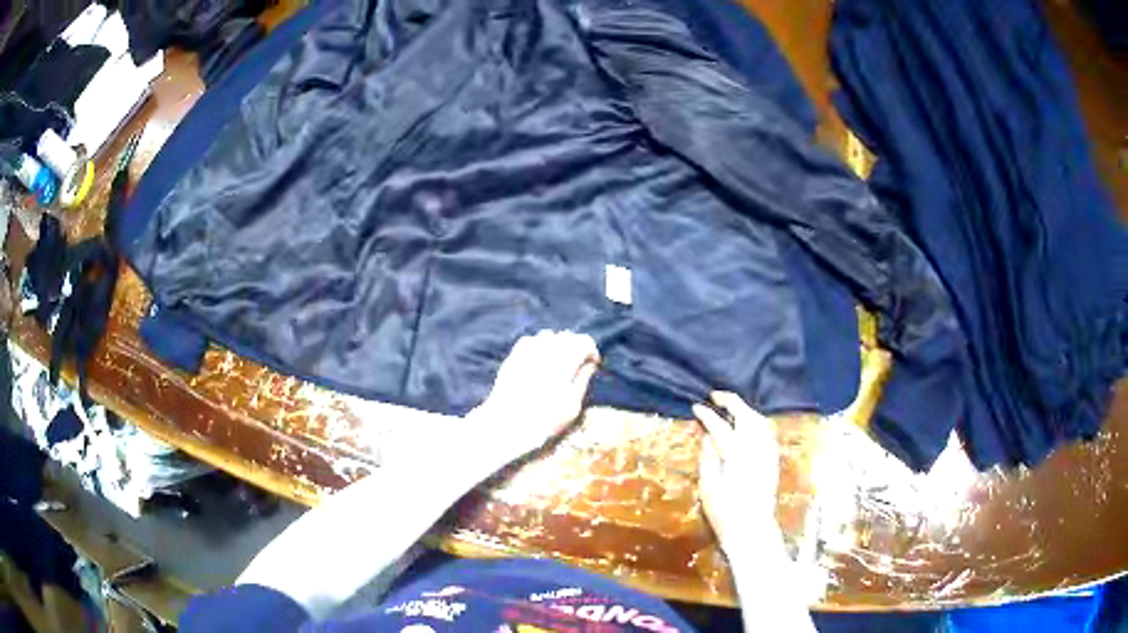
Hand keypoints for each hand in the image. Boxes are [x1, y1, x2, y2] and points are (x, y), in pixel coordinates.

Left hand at [468, 330, 599, 466]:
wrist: (508, 423)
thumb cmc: (546, 418)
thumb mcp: (573, 404)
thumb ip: (583, 379)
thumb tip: (589, 364)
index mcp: (566, 357)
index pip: (585, 341)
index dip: (591, 352)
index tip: (593, 365)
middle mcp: (546, 347)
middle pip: (567, 337)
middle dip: (575, 348)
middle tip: (577, 367)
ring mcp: (526, 349)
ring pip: (548, 336)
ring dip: (557, 346)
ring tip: (558, 365)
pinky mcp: (513, 356)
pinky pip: (530, 343)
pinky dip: (539, 349)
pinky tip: (539, 365)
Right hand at [693, 392, 780, 551]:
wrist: (752, 530)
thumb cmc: (724, 513)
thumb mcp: (708, 487)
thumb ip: (708, 458)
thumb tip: (707, 437)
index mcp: (736, 454)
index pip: (720, 426)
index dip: (707, 415)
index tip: (695, 407)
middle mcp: (755, 448)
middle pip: (745, 415)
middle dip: (730, 401)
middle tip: (715, 396)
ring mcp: (768, 452)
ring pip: (759, 420)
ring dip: (745, 409)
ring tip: (730, 407)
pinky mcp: (773, 459)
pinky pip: (767, 430)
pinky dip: (756, 420)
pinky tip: (748, 424)